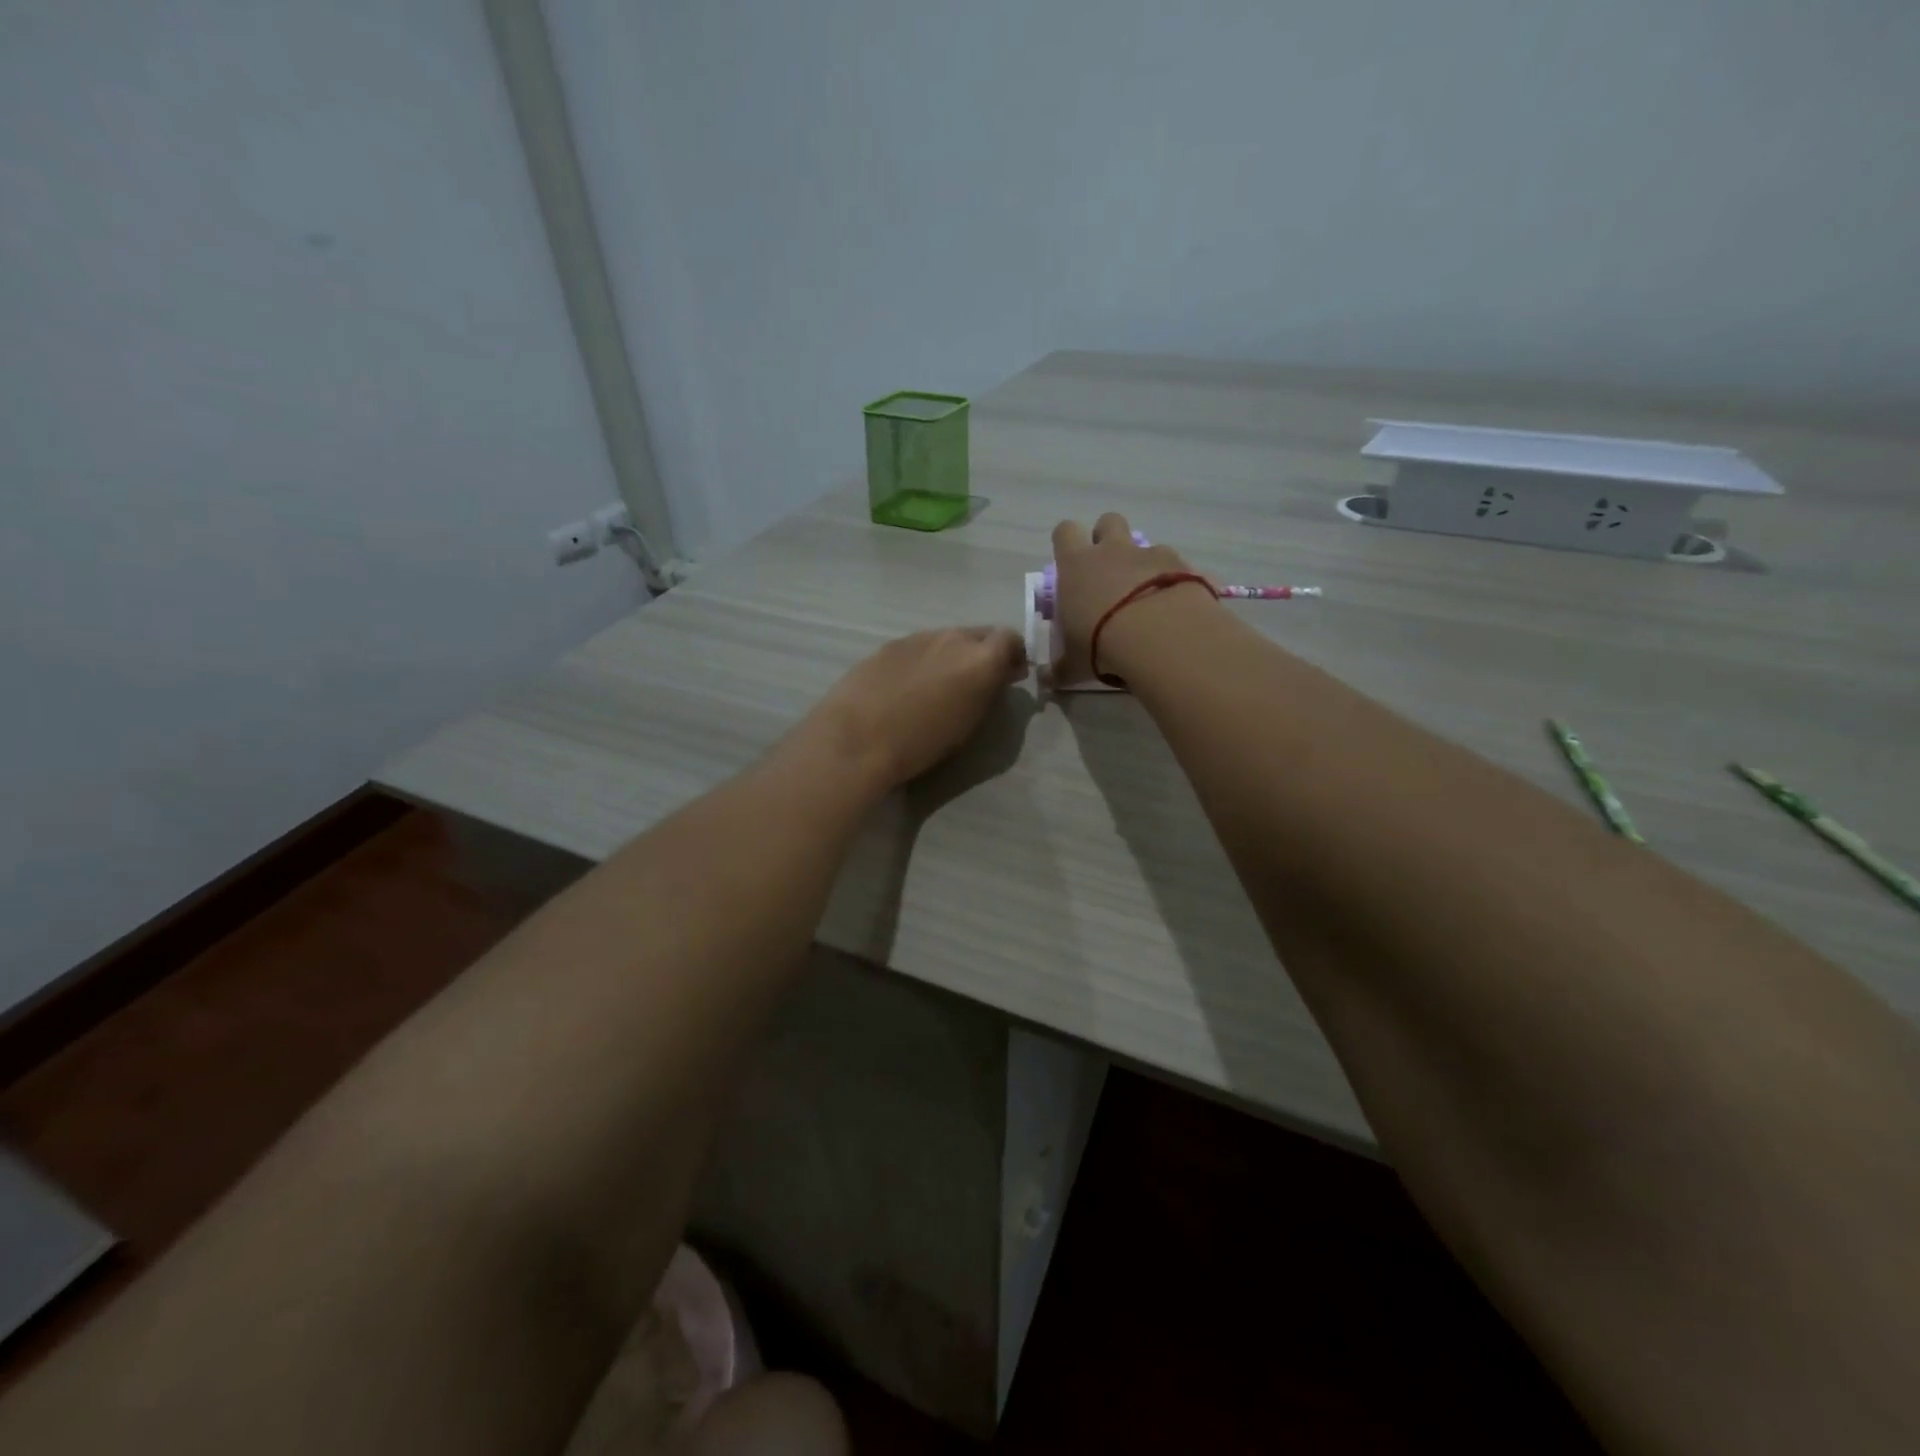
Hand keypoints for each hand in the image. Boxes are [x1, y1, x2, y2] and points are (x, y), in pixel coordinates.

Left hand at [795, 626, 1028, 792]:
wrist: (858, 738)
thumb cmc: (922, 743)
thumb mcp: (969, 723)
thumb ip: (989, 691)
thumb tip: (1000, 675)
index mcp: (981, 658)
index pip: (1011, 639)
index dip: (1013, 655)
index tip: (1010, 675)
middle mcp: (953, 638)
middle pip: (979, 634)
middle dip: (984, 653)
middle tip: (976, 682)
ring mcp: (919, 637)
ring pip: (947, 639)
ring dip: (952, 655)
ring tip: (939, 686)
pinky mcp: (890, 644)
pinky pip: (919, 646)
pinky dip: (924, 660)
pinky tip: (908, 686)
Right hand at [1050, 513, 1215, 683]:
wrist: (1159, 636)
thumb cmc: (1101, 644)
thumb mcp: (1074, 663)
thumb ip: (1060, 668)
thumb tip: (1046, 680)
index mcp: (1076, 565)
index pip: (1065, 532)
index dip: (1067, 542)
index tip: (1070, 562)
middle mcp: (1112, 550)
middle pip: (1108, 521)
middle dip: (1108, 538)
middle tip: (1109, 570)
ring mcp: (1150, 554)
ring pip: (1145, 543)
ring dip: (1144, 563)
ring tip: (1147, 596)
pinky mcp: (1183, 566)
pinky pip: (1177, 566)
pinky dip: (1174, 581)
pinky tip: (1175, 607)